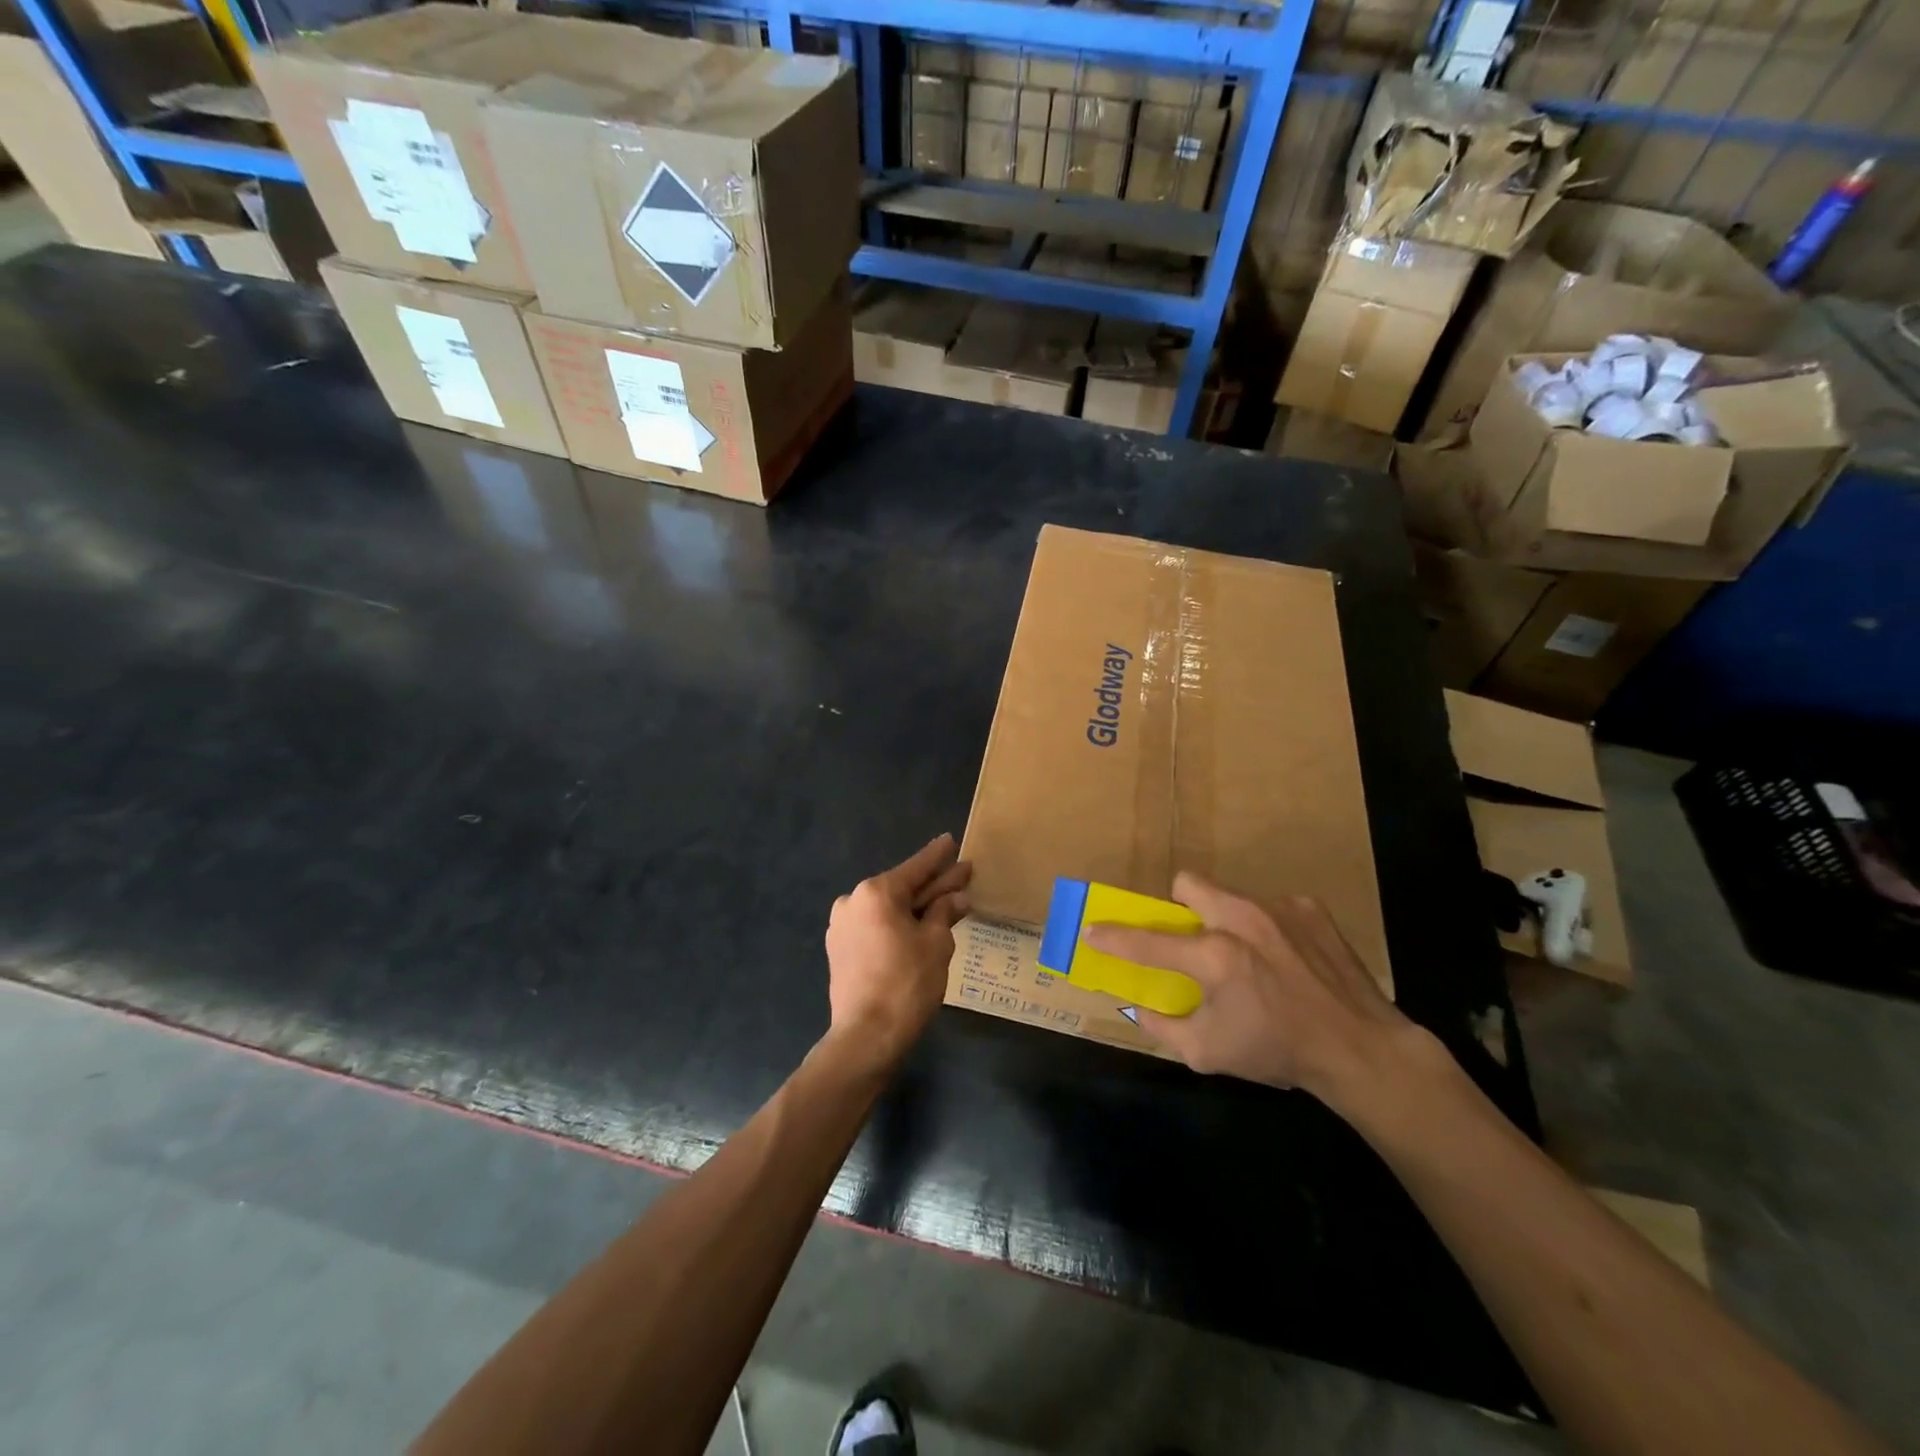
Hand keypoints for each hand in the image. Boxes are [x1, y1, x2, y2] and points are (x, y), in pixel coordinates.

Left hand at [825, 834, 971, 1063]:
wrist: (866, 1035)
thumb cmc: (907, 983)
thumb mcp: (936, 943)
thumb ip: (944, 912)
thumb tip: (957, 897)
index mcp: (876, 892)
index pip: (916, 868)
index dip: (938, 856)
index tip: (950, 840)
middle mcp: (853, 901)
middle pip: (901, 888)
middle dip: (932, 885)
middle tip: (960, 875)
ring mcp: (841, 926)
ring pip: (887, 909)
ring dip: (914, 908)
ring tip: (943, 906)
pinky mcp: (839, 949)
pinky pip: (874, 927)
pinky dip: (896, 925)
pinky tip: (916, 929)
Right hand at [1083, 873, 1428, 1112]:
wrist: (1362, 1048)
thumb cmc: (1279, 1052)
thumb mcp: (1209, 1053)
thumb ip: (1163, 1027)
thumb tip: (1137, 1007)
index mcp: (1216, 957)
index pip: (1148, 940)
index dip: (1114, 937)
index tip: (1093, 931)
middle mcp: (1243, 919)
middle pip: (1188, 883)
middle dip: (1180, 906)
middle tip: (1192, 939)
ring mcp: (1279, 907)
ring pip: (1230, 895)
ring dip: (1226, 919)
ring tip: (1249, 956)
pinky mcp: (1309, 907)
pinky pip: (1269, 906)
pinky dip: (1266, 928)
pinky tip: (1286, 959)